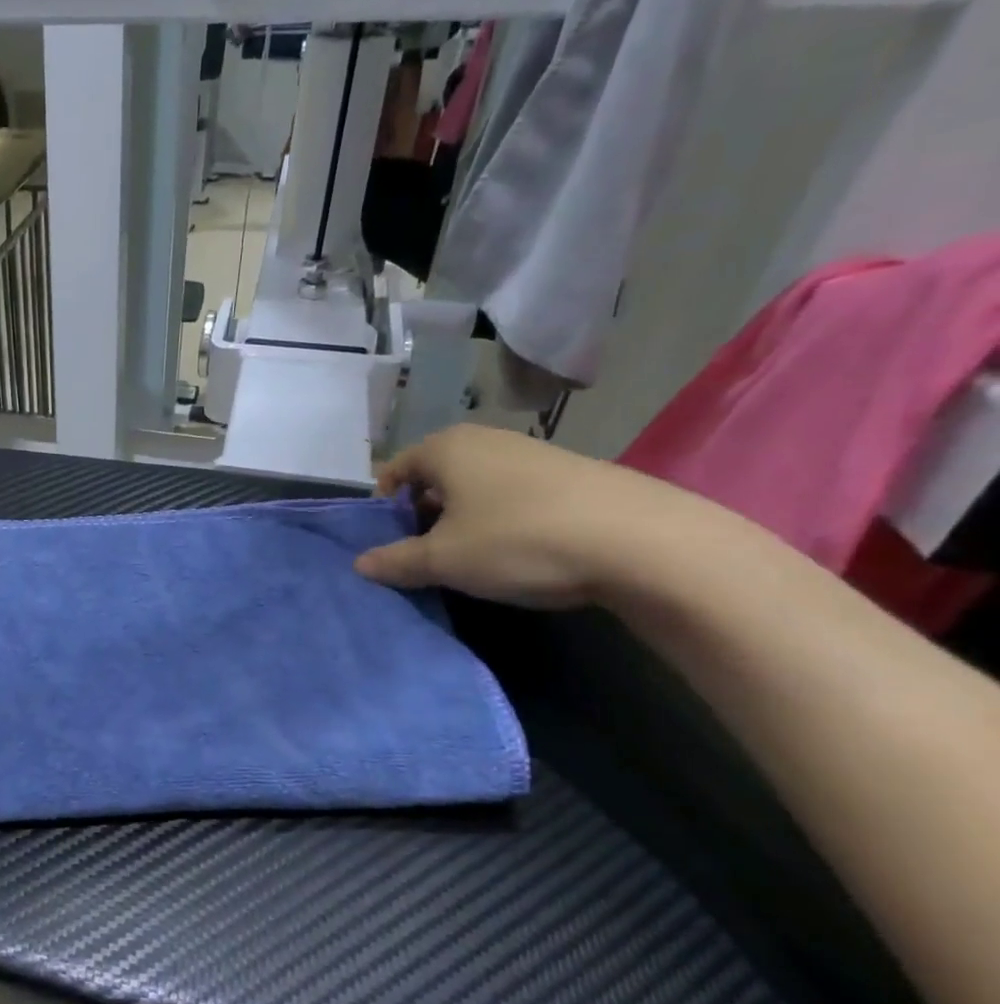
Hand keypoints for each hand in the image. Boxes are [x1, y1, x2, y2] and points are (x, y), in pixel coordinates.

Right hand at [353, 424, 711, 608]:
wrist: (642, 542)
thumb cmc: (518, 540)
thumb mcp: (444, 560)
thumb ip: (395, 561)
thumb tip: (360, 564)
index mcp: (445, 448)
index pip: (394, 471)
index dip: (384, 509)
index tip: (390, 544)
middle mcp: (484, 439)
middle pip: (434, 476)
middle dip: (423, 514)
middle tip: (427, 554)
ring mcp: (531, 452)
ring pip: (475, 485)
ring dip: (464, 519)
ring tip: (475, 557)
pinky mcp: (571, 473)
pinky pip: (514, 493)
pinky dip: (503, 518)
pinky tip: (521, 551)